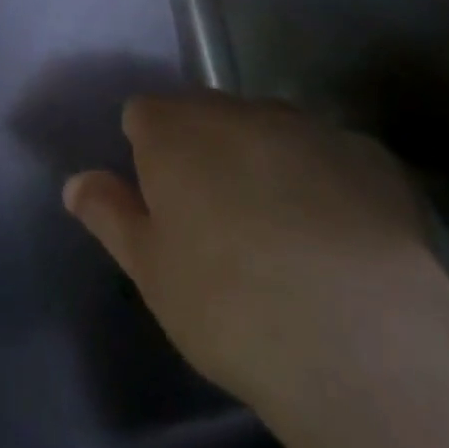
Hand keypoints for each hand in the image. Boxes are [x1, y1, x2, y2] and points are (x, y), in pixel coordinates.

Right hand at [64, 92, 448, 419]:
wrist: (360, 337)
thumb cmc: (227, 304)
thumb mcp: (150, 270)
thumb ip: (109, 214)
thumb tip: (77, 181)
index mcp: (175, 131)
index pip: (143, 114)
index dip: (145, 151)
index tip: (159, 201)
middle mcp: (240, 110)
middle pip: (207, 115)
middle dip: (203, 152)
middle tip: (216, 224)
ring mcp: (310, 127)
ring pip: (270, 131)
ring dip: (263, 162)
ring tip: (280, 235)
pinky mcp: (371, 156)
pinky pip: (328, 155)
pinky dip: (322, 182)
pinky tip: (338, 241)